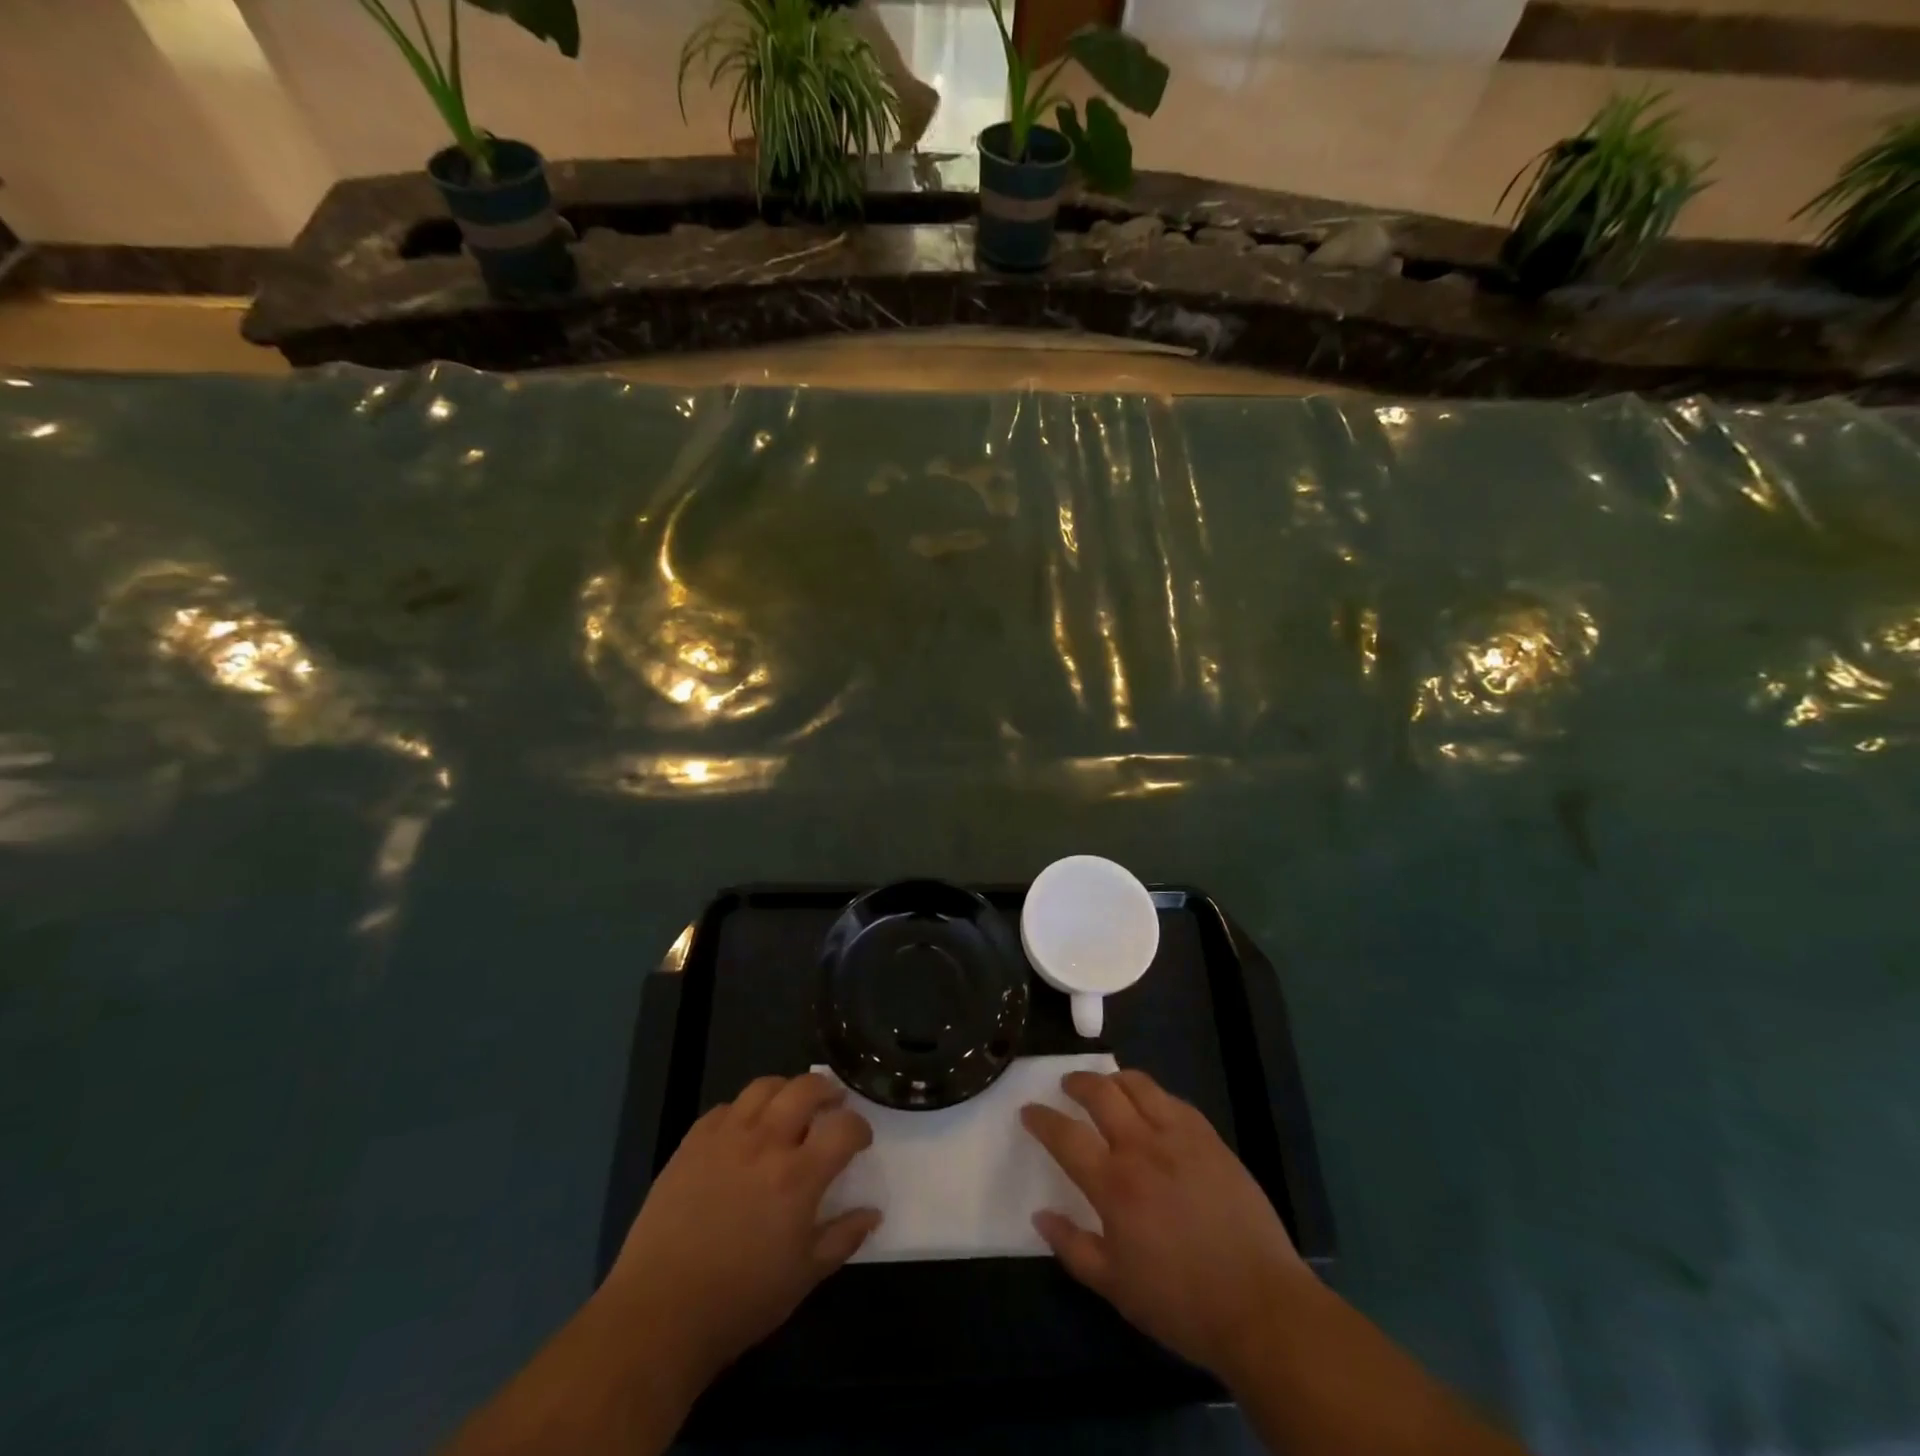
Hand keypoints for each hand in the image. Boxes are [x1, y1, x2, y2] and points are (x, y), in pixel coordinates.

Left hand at [603, 1073, 879, 1390]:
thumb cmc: (740, 1301)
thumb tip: (873, 1213)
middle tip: (833, 1103)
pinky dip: (743, 1110)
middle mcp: (766, 1142)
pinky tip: (744, 1130)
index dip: (859, 1128)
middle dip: (828, 1090)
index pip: (843, 1128)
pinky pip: (724, 1108)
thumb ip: (842, 1238)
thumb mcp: (804, 1277)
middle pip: (806, 1089)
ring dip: (786, 1089)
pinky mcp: (692, 1143)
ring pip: (764, 1087)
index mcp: (798, 1176)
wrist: (659, 1313)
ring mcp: (725, 1137)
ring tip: (791, 1104)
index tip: (860, 1139)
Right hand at [1021, 1069, 1309, 1383]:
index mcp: (1113, 1184)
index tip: (1029, 1111)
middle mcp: (1142, 1148)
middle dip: (1077, 1082)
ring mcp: (1179, 1137)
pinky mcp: (1210, 1138)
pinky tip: (1151, 1107)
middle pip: (1100, 1092)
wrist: (1260, 1304)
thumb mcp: (1115, 1287)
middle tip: (1067, 1086)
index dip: (1041, 1118)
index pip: (1065, 1135)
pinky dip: (1152, 1095)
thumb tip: (1041, 1215)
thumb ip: (1073, 1247)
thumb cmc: (1181, 1302)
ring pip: (1138, 1085)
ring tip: (1107, 1087)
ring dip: (1114, 1079)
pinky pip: (1174, 1100)